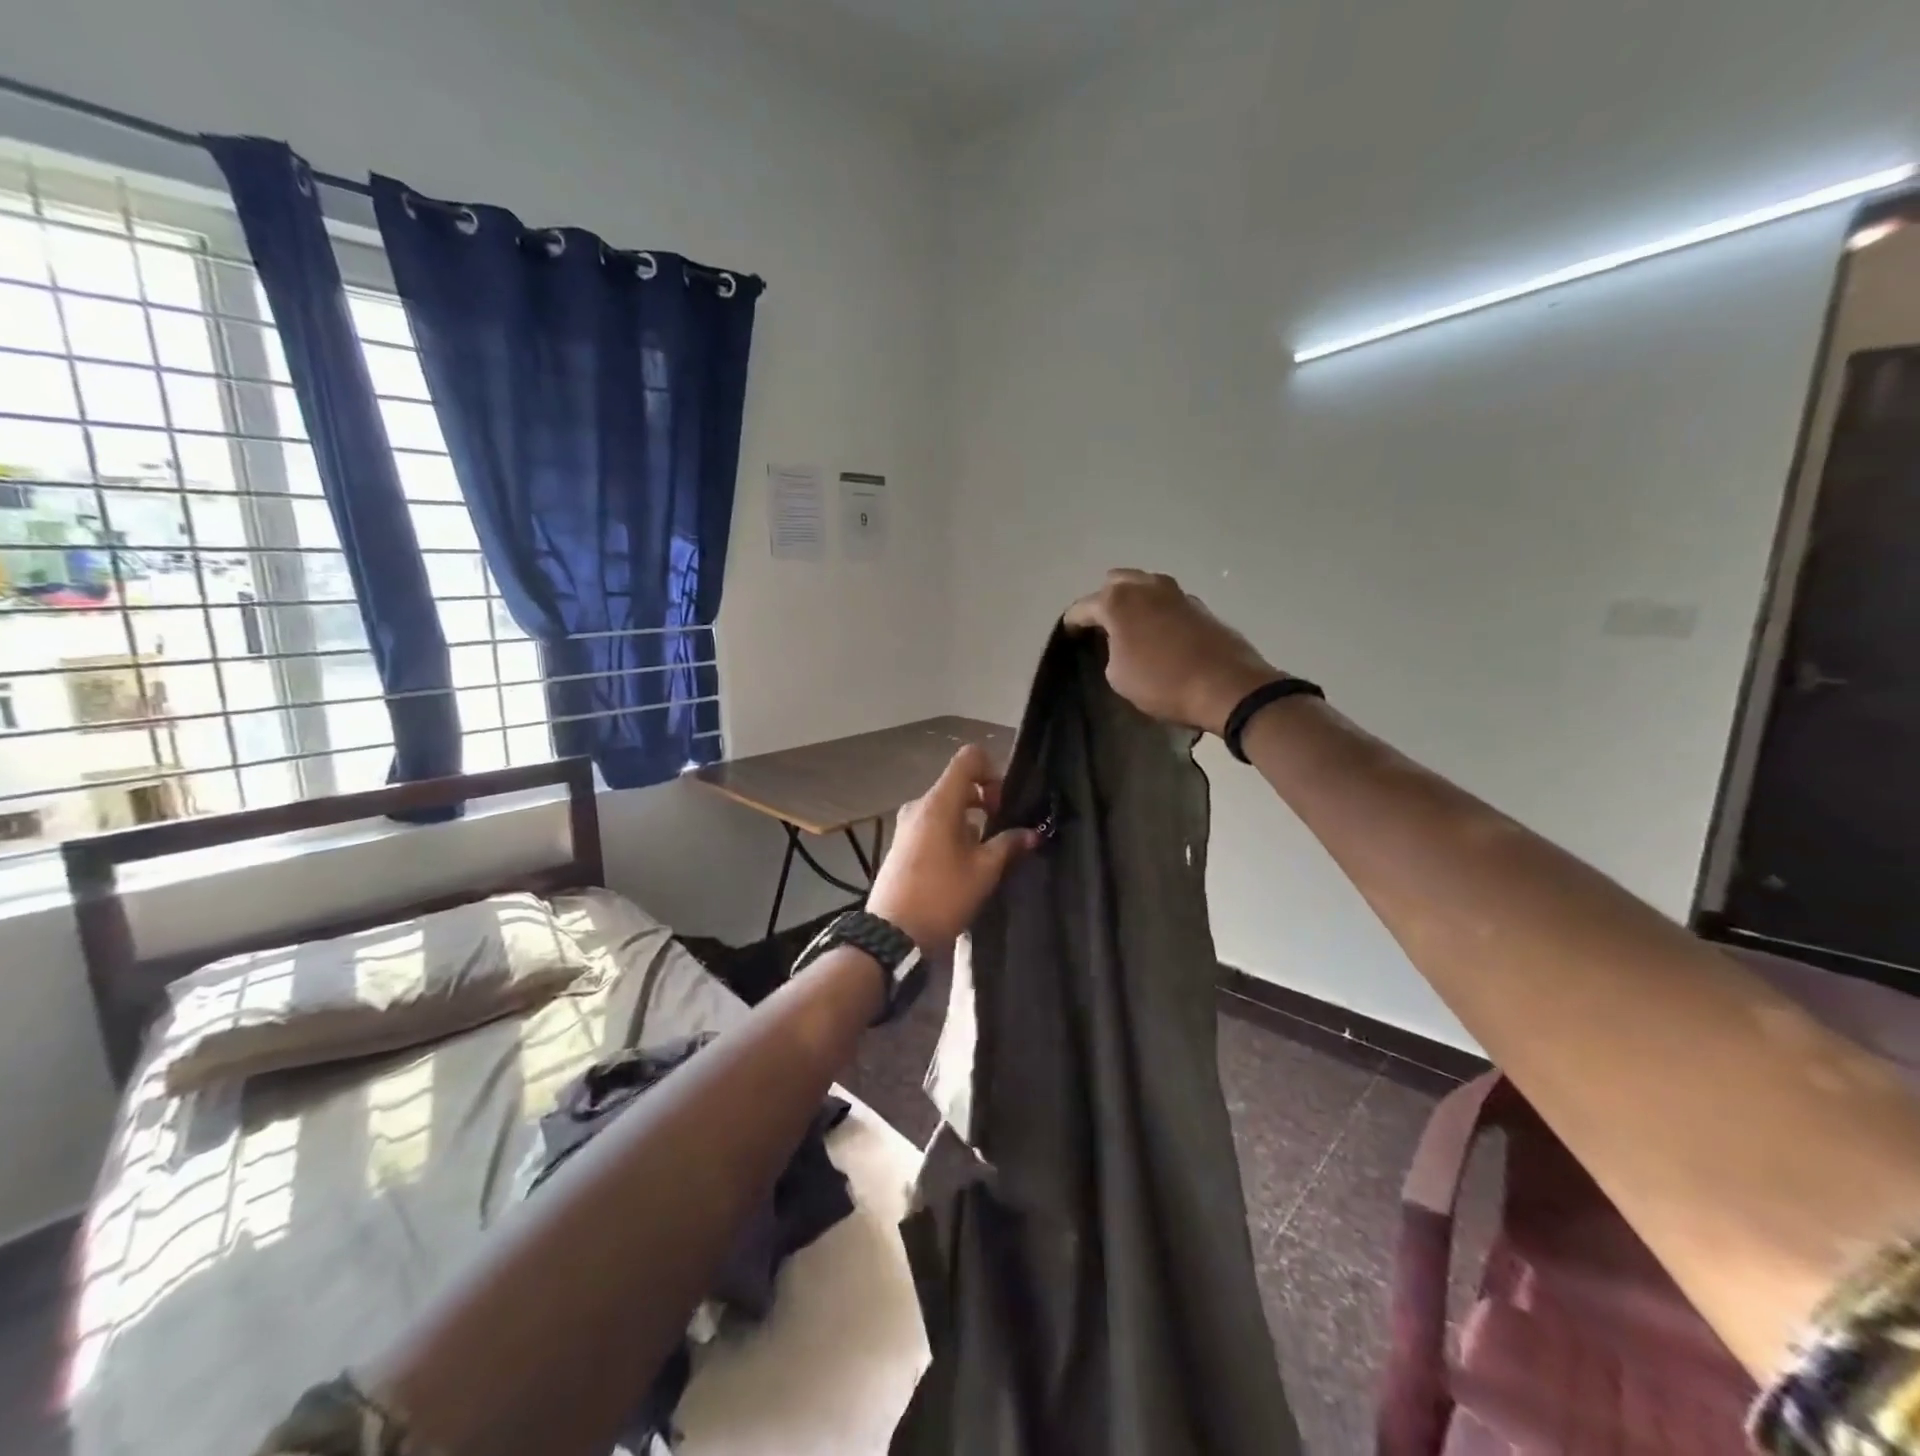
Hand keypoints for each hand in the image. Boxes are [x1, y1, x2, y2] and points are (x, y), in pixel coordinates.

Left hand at [866, 744, 1038, 953]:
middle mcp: (920, 805)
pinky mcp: (902, 843)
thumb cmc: (942, 897)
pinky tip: (962, 865)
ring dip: (970, 821)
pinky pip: (933, 824)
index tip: (1003, 805)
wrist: (892, 935)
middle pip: (958, 784)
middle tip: (1002, 832)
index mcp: (939, 802)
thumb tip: (1032, 833)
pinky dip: (952, 832)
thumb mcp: (984, 871)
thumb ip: (1009, 845)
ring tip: (984, 855)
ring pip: (946, 806)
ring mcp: (907, 824)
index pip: (968, 758)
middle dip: (985, 801)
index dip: (993, 771)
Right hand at [1064, 568, 1280, 734]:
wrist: (1226, 686)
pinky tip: (1159, 633)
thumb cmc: (1162, 683)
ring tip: (1131, 626)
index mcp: (1117, 601)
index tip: (1069, 635)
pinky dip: (1158, 611)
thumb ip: (1110, 651)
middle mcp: (1146, 586)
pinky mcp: (1200, 606)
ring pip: (1145, 586)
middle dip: (1105, 599)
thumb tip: (1119, 643)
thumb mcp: (1118, 676)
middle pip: (1115, 582)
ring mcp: (1176, 593)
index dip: (1072, 623)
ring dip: (1135, 600)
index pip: (1083, 607)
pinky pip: (1167, 601)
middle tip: (1102, 625)